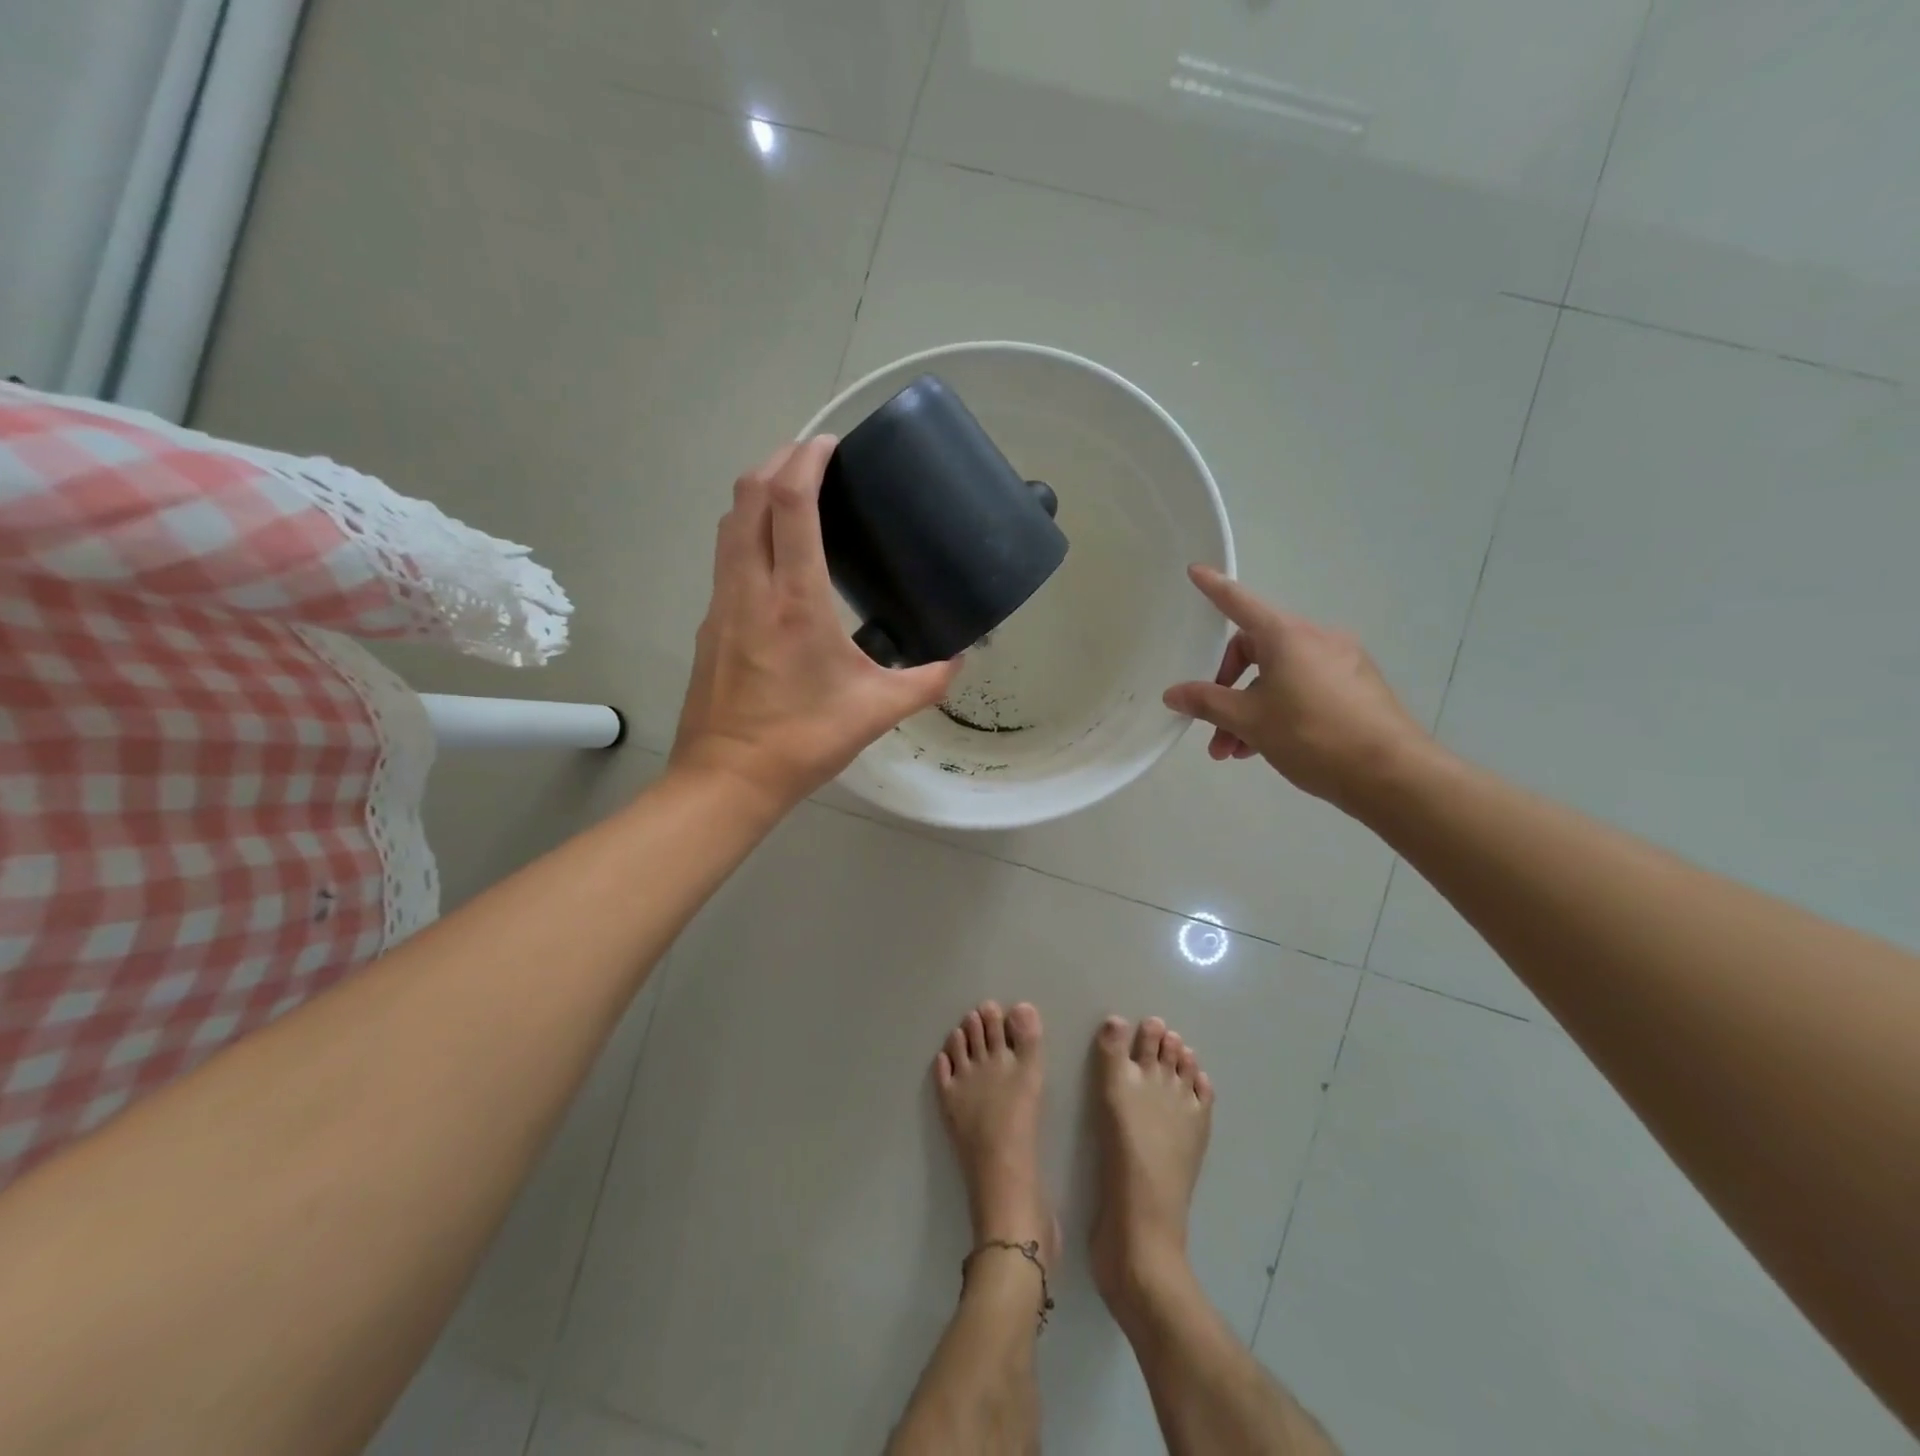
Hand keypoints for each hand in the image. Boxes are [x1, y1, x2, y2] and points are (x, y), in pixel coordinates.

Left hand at [670, 437, 960, 811]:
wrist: (727, 779)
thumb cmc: (802, 740)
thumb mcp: (876, 712)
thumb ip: (926, 682)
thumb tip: (959, 662)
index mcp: (795, 600)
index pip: (790, 503)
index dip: (807, 460)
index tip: (831, 444)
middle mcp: (751, 588)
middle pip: (749, 496)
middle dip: (778, 460)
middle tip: (814, 457)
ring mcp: (722, 604)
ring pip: (730, 524)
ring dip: (757, 492)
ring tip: (793, 491)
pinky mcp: (710, 623)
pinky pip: (725, 556)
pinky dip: (747, 530)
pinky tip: (775, 554)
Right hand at [1162, 565, 1426, 807]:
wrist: (1392, 774)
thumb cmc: (1312, 736)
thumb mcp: (1250, 721)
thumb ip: (1206, 703)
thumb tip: (1174, 693)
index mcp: (1288, 636)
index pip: (1240, 603)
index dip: (1214, 588)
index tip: (1195, 570)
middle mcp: (1317, 639)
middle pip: (1256, 650)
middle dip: (1227, 688)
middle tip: (1212, 727)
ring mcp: (1342, 662)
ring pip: (1279, 677)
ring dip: (1250, 710)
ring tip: (1234, 751)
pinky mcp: (1357, 688)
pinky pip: (1304, 689)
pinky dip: (1279, 711)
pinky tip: (1267, 748)